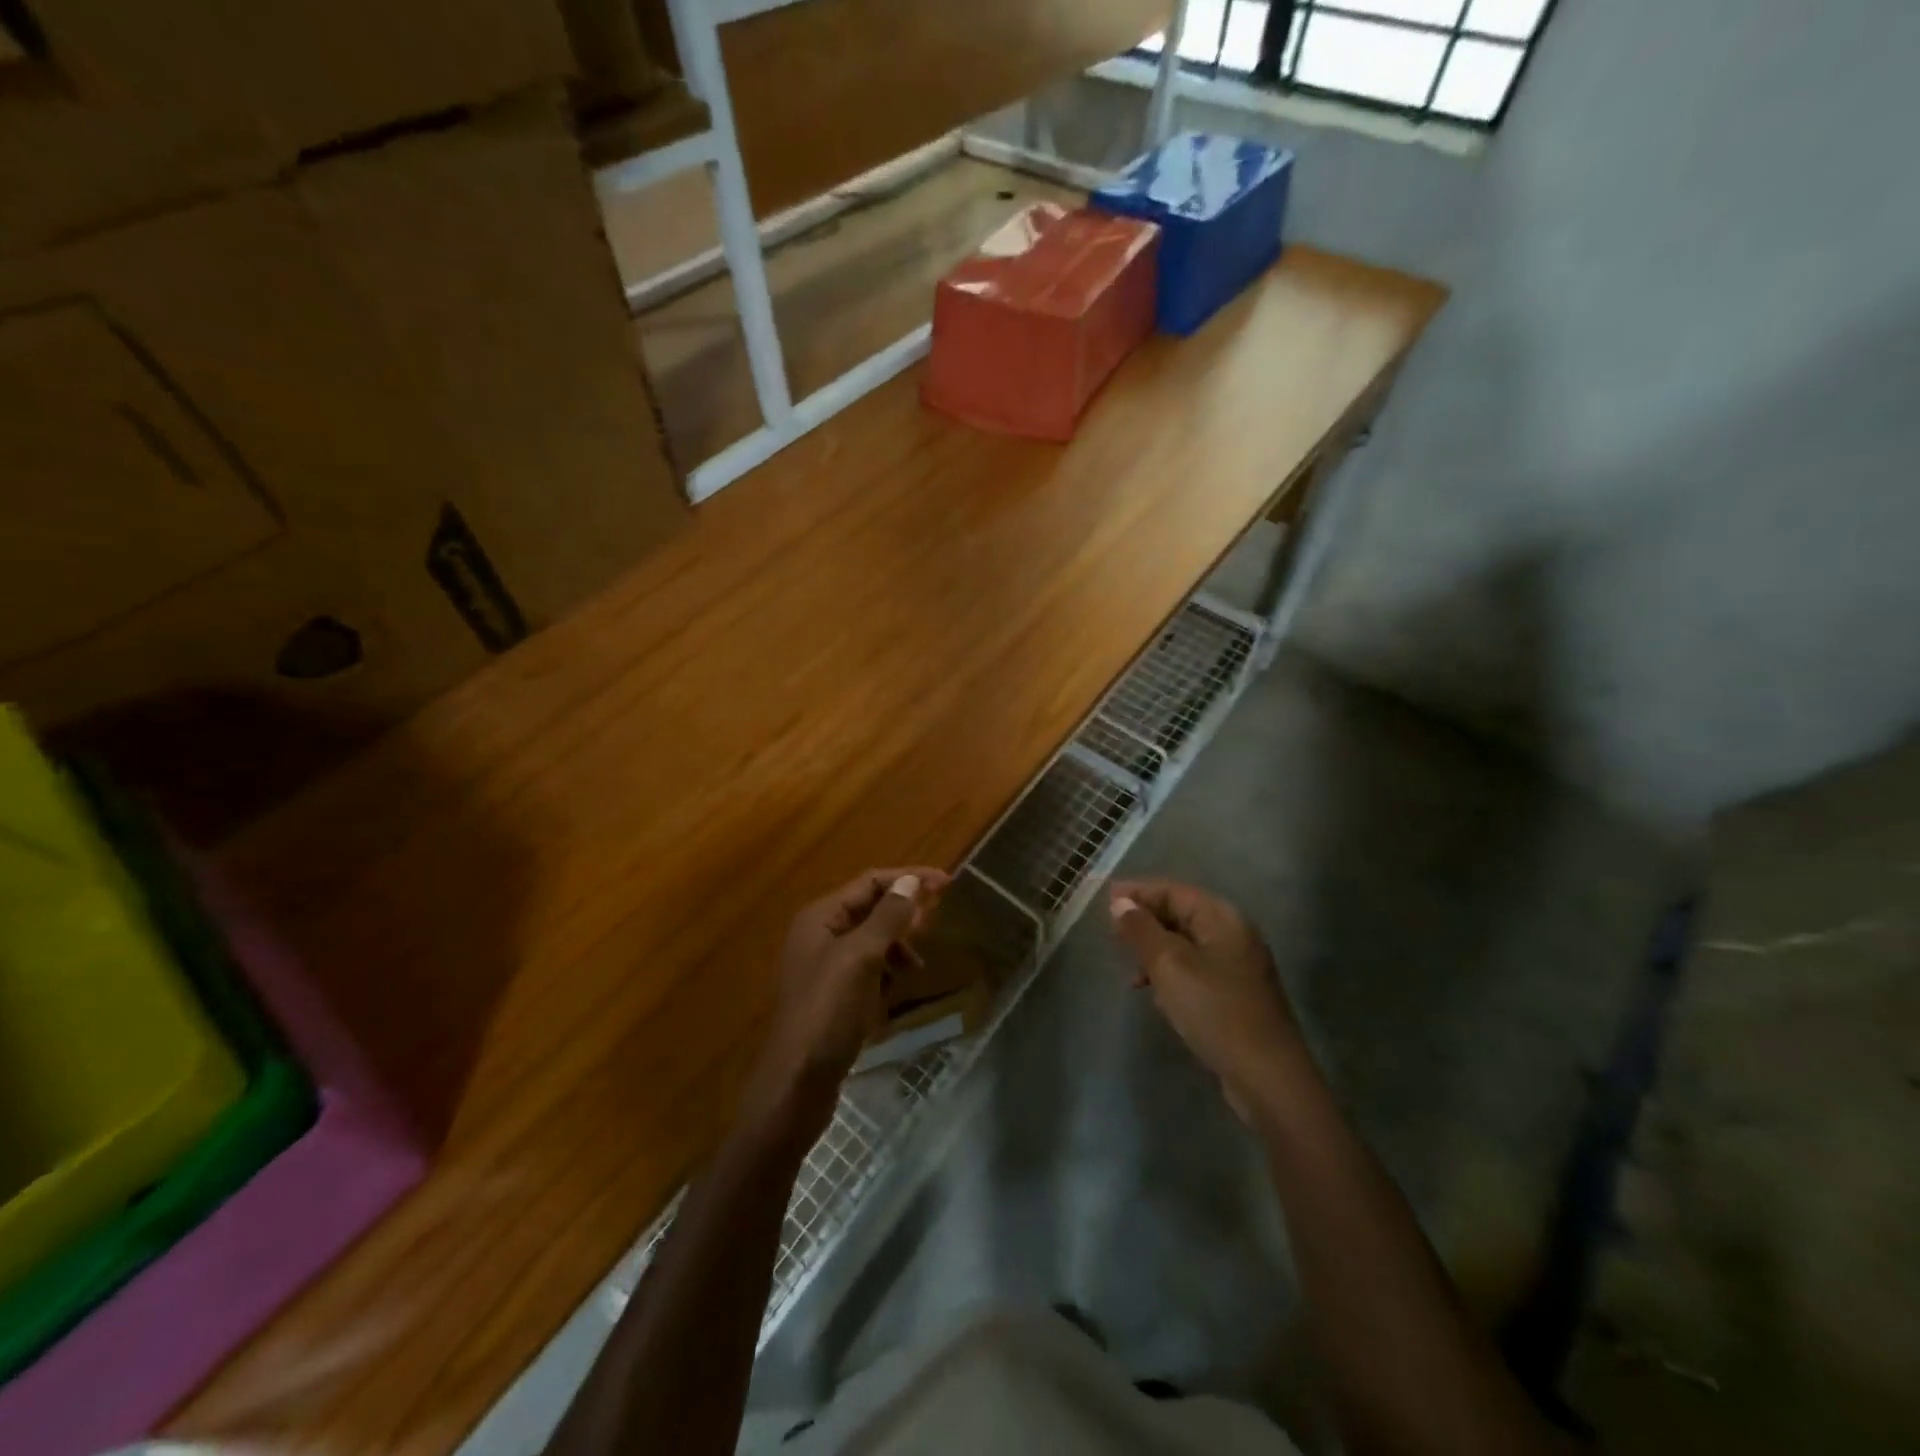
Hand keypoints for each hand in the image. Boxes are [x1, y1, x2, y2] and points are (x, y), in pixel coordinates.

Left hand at [743, 866, 948, 1142]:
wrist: (796, 1084)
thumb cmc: (828, 1012)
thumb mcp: (861, 958)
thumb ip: (888, 917)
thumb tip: (912, 881)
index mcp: (820, 917)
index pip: (870, 882)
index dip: (908, 878)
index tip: (947, 883)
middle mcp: (819, 934)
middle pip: (869, 907)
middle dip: (904, 910)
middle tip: (939, 917)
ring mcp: (824, 966)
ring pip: (870, 939)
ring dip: (897, 943)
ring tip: (918, 964)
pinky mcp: (832, 995)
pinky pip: (867, 968)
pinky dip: (886, 970)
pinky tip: (898, 987)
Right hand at [1108, 879, 1303, 1121]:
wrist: (1266, 1078)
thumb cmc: (1215, 1010)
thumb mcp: (1169, 965)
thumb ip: (1141, 930)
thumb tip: (1120, 902)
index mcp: (1222, 918)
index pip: (1173, 891)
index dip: (1137, 893)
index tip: (1104, 900)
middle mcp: (1233, 934)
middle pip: (1181, 914)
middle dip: (1145, 922)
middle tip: (1111, 935)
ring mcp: (1237, 966)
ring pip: (1185, 944)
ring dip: (1154, 951)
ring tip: (1130, 972)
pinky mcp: (1235, 995)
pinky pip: (1194, 969)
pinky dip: (1170, 973)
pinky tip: (1155, 993)